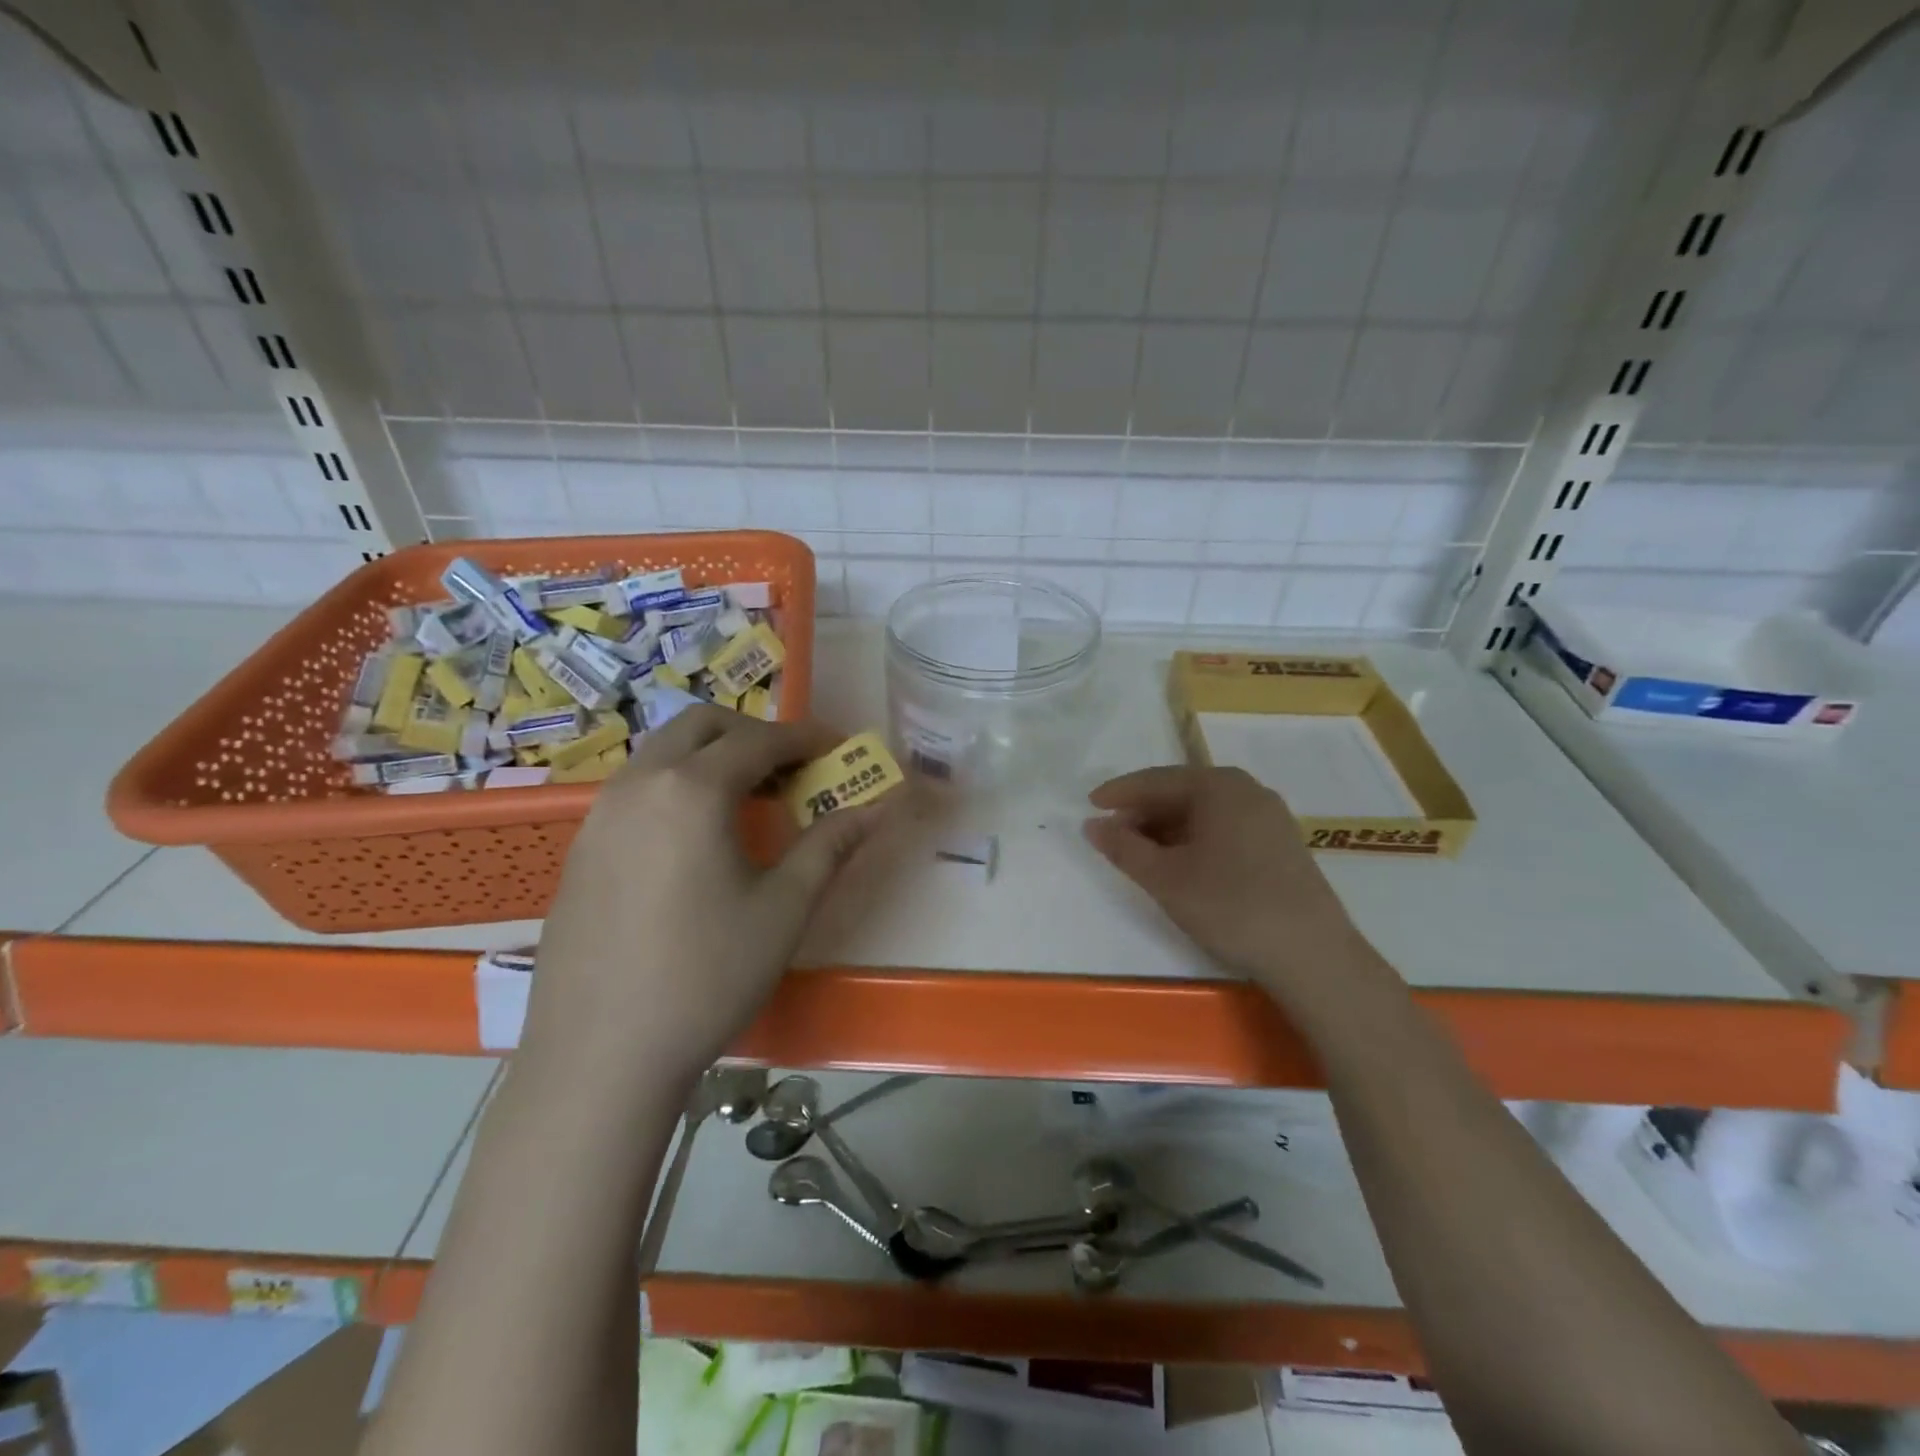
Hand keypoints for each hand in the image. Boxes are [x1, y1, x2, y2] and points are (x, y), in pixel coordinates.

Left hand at [524, 707, 891, 1093]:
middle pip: (702, 725)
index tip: (838, 747)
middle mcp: (639, 784)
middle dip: (754, 733)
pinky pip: (637, 787)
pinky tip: (698, 838)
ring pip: (663, 752)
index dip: (805, 738)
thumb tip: (880, 804)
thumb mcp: (784, 909)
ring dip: (712, 756)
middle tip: (792, 769)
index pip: (759, 740)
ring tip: (751, 800)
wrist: (601, 1055)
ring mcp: (600, 814)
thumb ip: (832, 844)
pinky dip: (678, 784)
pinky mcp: (581, 848)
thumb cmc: (707, 976)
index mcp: (692, 791)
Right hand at [1083, 766, 1379, 1000]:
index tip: (1089, 806)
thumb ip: (1123, 847)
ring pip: (1205, 812)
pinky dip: (1196, 839)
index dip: (1119, 793)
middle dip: (1143, 812)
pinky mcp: (1282, 843)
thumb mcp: (1164, 878)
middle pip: (1182, 792)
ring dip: (1168, 828)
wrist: (1311, 955)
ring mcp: (1270, 816)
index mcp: (1218, 786)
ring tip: (1141, 853)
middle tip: (1112, 835)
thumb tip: (1092, 825)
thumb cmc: (1229, 906)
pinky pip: (1226, 827)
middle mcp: (1247, 790)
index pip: (1156, 780)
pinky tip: (1182, 864)